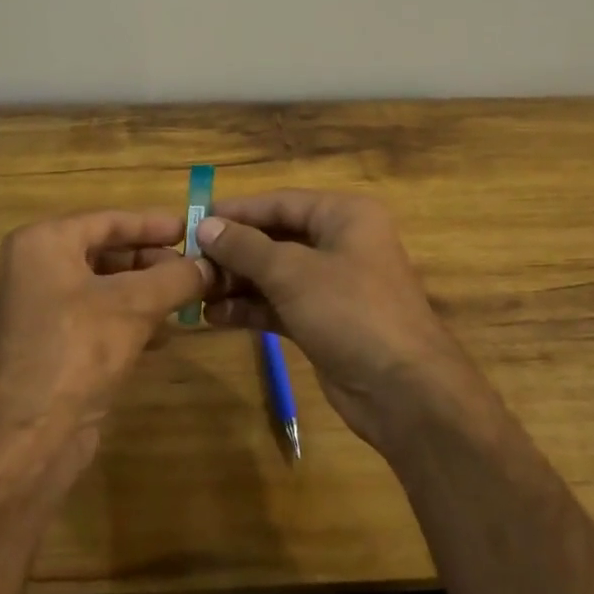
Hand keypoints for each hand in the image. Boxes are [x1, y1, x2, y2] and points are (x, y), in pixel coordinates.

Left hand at [0, 210, 211, 487]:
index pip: (108, 220)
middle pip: (103, 252)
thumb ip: (176, 277)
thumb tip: (211, 265)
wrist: (25, 440)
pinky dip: (126, 320)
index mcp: (42, 244)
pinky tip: (162, 334)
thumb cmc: (77, 350)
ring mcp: (34, 311)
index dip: (153, 224)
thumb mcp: (135, 305)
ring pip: (100, 288)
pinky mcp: (44, 348)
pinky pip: (92, 319)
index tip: (191, 229)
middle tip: (194, 267)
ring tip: (186, 298)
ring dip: (143, 292)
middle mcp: (31, 270)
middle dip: (151, 260)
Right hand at [195, 191, 483, 452]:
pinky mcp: (326, 321)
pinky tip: (216, 316)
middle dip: (234, 252)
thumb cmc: (351, 311)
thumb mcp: (293, 272)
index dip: (237, 211)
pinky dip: (251, 308)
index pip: (280, 202)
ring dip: (237, 282)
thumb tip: (206, 225)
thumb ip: (245, 248)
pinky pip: (281, 305)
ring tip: (196, 292)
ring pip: (276, 274)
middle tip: (190, 262)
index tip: (193, 219)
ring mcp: (334, 285)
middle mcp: (341, 243)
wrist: (404, 391)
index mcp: (344, 215)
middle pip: (276, 238)